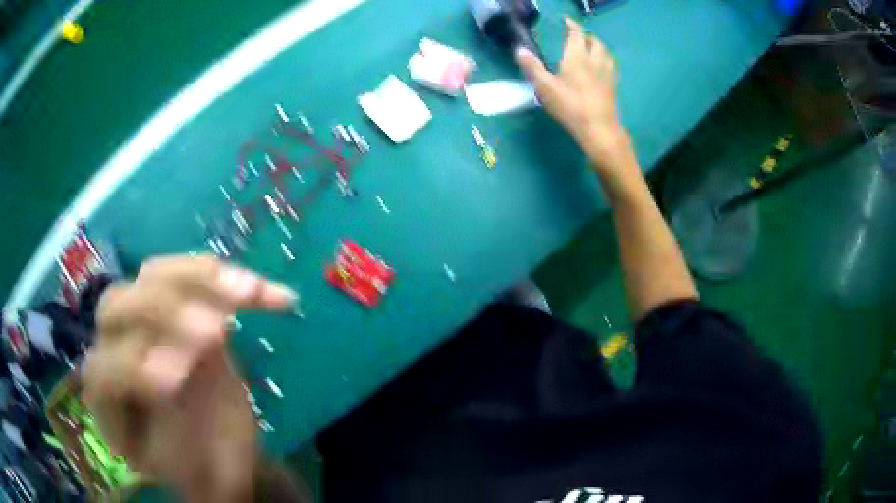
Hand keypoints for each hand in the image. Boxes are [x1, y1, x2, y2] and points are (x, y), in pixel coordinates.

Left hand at [81, 255, 296, 501]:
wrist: (218, 446)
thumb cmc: (204, 466)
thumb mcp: (195, 474)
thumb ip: (184, 445)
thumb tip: (186, 403)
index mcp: (111, 401)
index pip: (102, 370)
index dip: (132, 368)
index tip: (179, 380)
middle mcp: (117, 349)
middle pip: (117, 305)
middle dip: (162, 313)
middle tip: (214, 332)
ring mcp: (145, 320)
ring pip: (156, 276)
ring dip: (201, 281)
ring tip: (246, 295)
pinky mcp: (179, 305)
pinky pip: (200, 278)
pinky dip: (238, 283)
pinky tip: (275, 297)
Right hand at [516, 18, 631, 175]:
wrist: (598, 128)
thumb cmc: (569, 105)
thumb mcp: (545, 86)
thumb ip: (532, 67)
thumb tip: (519, 50)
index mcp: (577, 57)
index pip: (576, 34)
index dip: (572, 25)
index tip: (567, 21)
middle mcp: (594, 61)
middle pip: (595, 42)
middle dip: (586, 36)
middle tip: (578, 37)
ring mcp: (606, 74)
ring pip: (605, 53)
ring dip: (598, 47)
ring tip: (591, 50)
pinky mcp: (613, 87)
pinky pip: (611, 66)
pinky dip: (605, 61)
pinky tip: (601, 68)